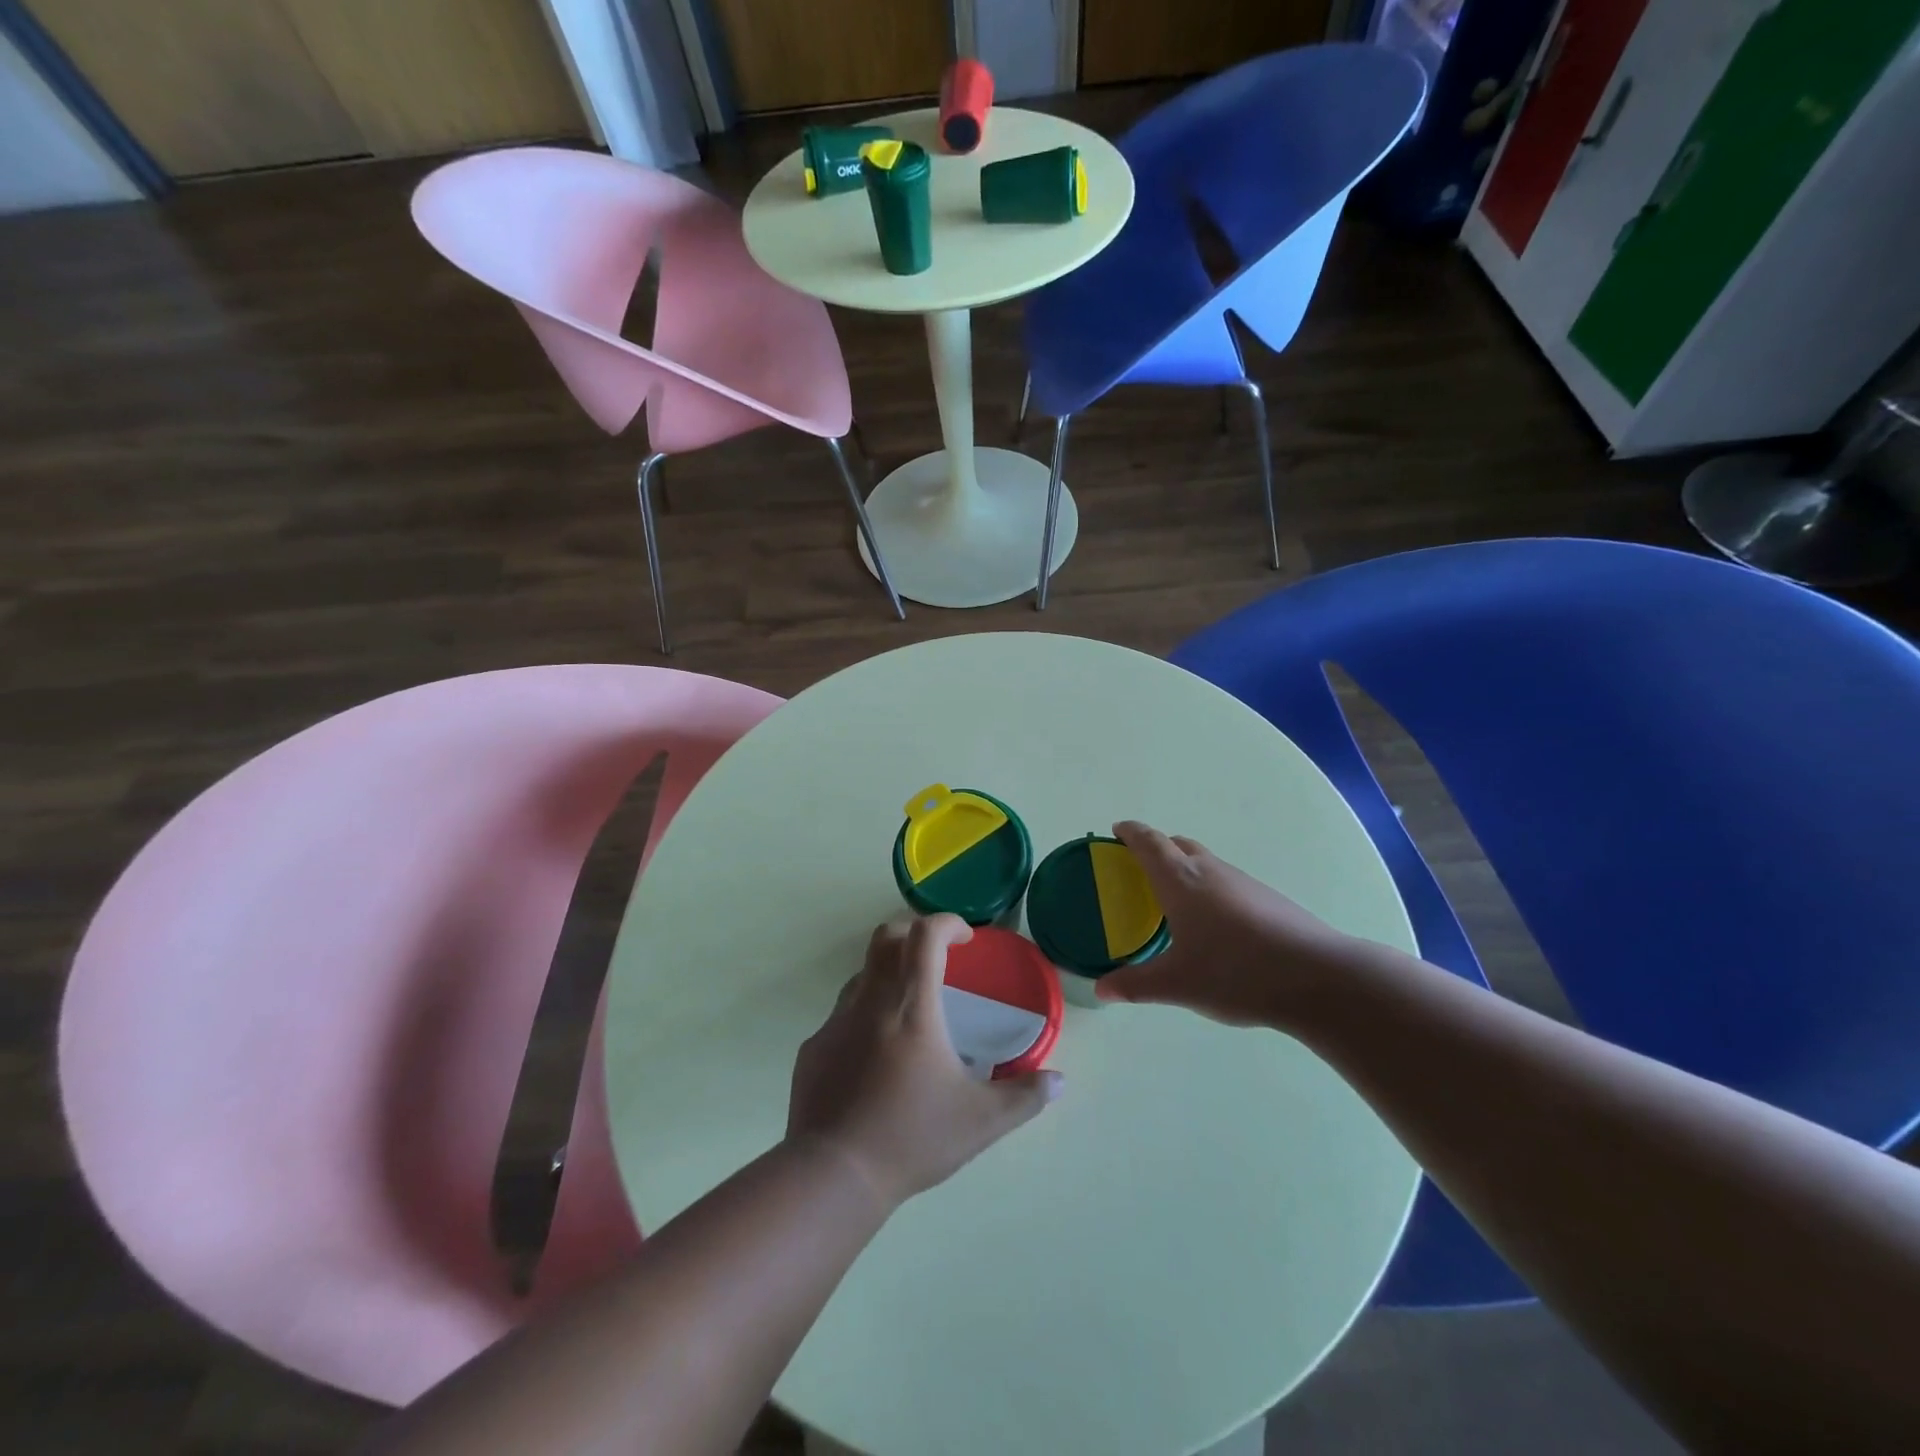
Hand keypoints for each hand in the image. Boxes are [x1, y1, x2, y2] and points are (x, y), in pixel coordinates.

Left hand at [788, 915, 1061, 1209]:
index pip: (925, 935)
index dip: (947, 923)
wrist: (833, 1175)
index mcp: (912, 1005)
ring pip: (862, 974)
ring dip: (888, 975)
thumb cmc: (912, 1137)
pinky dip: (864, 1017)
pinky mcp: (814, 1047)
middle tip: (937, 957)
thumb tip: (1058, 1082)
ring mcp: (836, 1021)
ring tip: (909, 1010)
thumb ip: (1024, 1097)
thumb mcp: (981, 1121)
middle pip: (886, 937)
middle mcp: (871, 1000)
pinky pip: (841, 1015)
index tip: (966, 939)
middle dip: (913, 933)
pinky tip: (875, 1058)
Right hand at [1096, 821, 1359, 1027]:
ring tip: (1174, 902)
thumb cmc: (1235, 971)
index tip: (1116, 830)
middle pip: (1178, 845)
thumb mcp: (1177, 984)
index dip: (1130, 832)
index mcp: (1181, 880)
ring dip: (1185, 870)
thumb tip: (1101, 990)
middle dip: (1156, 849)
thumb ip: (1135, 984)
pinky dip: (1209, 890)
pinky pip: (1226, 882)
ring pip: (1205, 863)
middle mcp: (1210, 871)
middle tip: (1138, 870)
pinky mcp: (1267, 898)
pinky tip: (1215, 926)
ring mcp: (1243, 882)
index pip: (1148, 842)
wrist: (1316, 977)